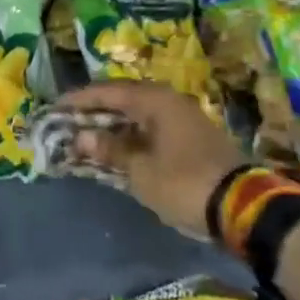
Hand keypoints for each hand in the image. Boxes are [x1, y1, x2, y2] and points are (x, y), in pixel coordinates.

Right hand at [58, 80, 245, 238]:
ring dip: (113, 123)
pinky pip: (152, 126)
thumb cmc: (185, 183)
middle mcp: (169, 101)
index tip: (55, 107)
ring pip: (139, 113)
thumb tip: (81, 137)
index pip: (108, 92)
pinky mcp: (192, 136)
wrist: (244, 207)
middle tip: (69, 120)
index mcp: (155, 100)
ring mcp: (184, 117)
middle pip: (124, 98)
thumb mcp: (141, 171)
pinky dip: (131, 134)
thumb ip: (110, 150)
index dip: (79, 99)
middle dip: (95, 110)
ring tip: (88, 134)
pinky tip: (118, 147)